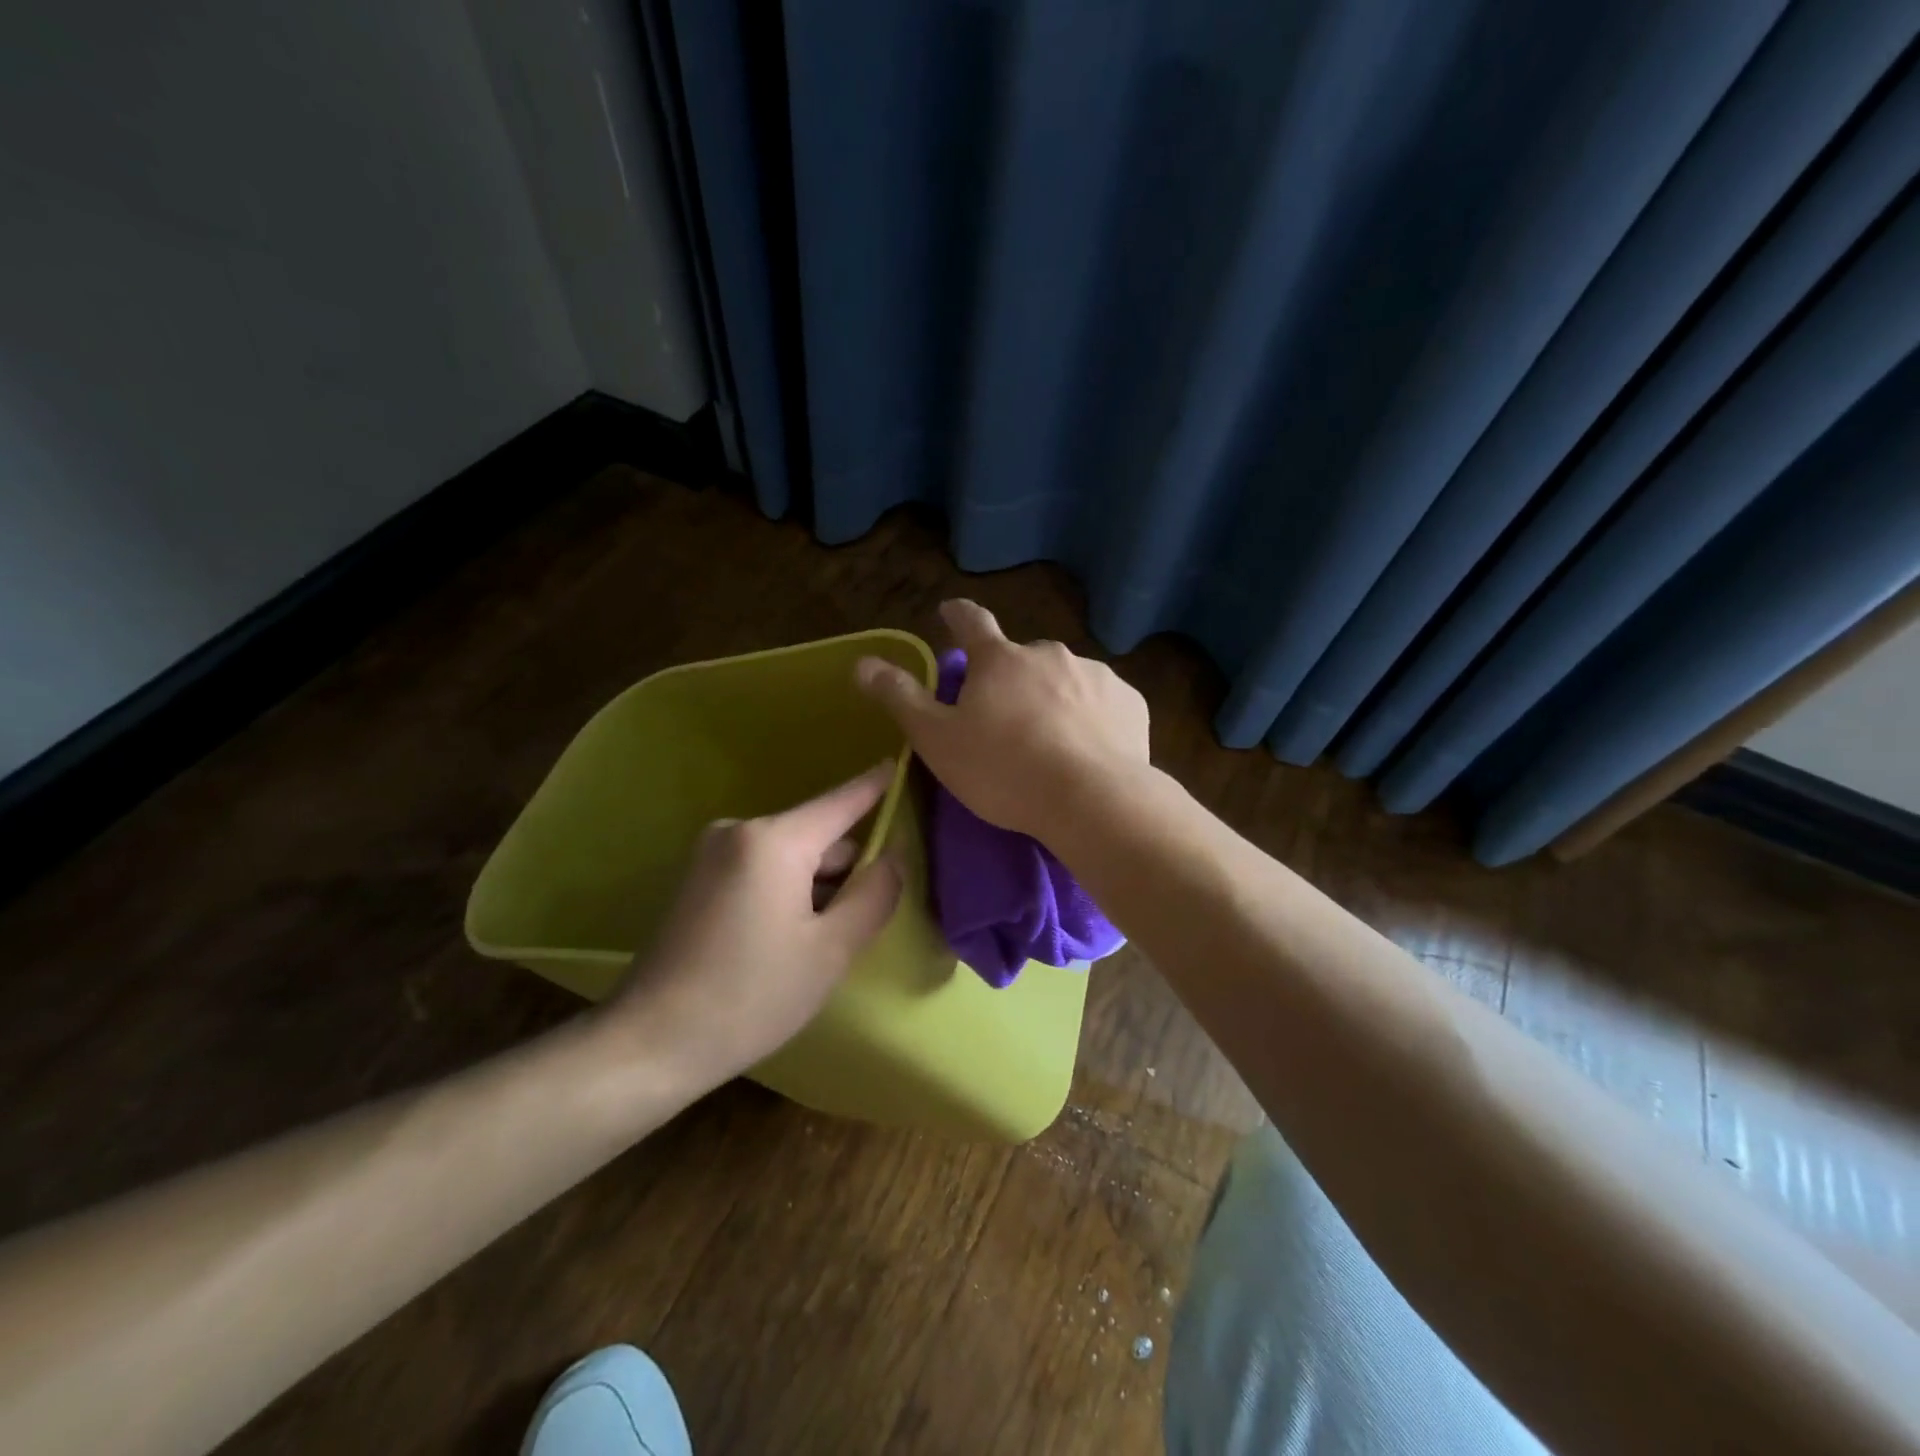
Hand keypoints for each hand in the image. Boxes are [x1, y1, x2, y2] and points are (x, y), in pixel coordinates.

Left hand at [606, 765, 903, 1086]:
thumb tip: (893, 856)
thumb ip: (874, 894)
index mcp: (774, 840)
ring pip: (791, 856)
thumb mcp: (831, 950)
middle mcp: (740, 830)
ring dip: (818, 884)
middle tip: (867, 918)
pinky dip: (788, 890)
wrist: (651, 1042)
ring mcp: (712, 852)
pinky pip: (763, 869)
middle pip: (818, 835)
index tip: (899, 763)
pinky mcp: (698, 877)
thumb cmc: (752, 996)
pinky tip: (790, 939)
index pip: (841, 801)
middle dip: (848, 866)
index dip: (875, 785)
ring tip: (827, 939)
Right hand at [855, 599, 1149, 841]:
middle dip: (1010, 677)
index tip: (949, 612)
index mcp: (1000, 659)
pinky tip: (1089, 751)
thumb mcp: (937, 740)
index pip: (971, 621)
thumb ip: (900, 698)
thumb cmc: (1004, 770)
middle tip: (1005, 718)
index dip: (956, 615)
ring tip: (1051, 743)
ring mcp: (1095, 675)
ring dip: (1053, 698)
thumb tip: (863, 663)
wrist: (1093, 801)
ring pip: (1064, 680)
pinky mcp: (1130, 703)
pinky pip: (1102, 704)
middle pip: (1020, 658)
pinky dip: (1091, 718)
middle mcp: (1049, 654)